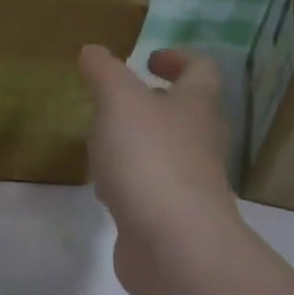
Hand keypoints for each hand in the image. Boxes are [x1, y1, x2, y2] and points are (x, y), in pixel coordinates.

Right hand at [78, 45, 237, 294]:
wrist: (173, 244)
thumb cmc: (149, 160)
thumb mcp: (119, 102)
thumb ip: (104, 73)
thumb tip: (93, 51)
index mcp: (195, 108)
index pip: (200, 71)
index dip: (178, 58)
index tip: (148, 59)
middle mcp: (200, 143)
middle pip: (187, 113)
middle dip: (157, 102)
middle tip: (120, 99)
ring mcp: (189, 184)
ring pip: (168, 152)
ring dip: (140, 142)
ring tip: (104, 140)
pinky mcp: (171, 217)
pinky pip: (151, 188)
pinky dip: (130, 180)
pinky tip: (104, 187)